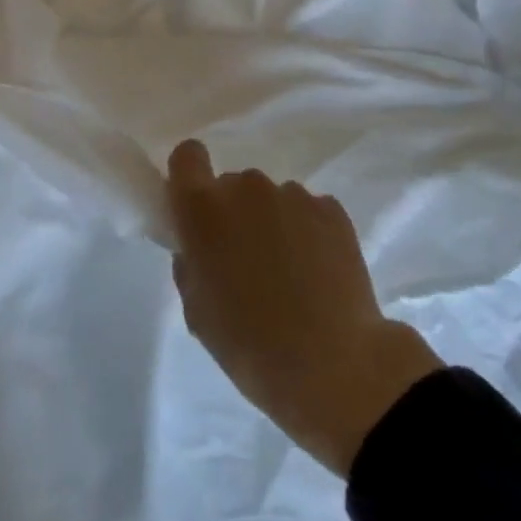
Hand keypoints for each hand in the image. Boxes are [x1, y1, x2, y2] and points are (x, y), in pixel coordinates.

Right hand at [167, 141, 442, 476]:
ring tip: (289, 274)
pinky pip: (307, 211)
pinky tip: (317, 273)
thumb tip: (200, 248)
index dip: (189, 175)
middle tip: (245, 260)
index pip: (187, 156)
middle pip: (233, 186)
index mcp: (203, 208)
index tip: (195, 207)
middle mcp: (246, 188)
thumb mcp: (197, 310)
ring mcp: (292, 195)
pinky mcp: (331, 209)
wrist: (333, 364)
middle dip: (234, 214)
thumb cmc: (248, 343)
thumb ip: (191, 263)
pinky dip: (307, 232)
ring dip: (272, 223)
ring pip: (271, 199)